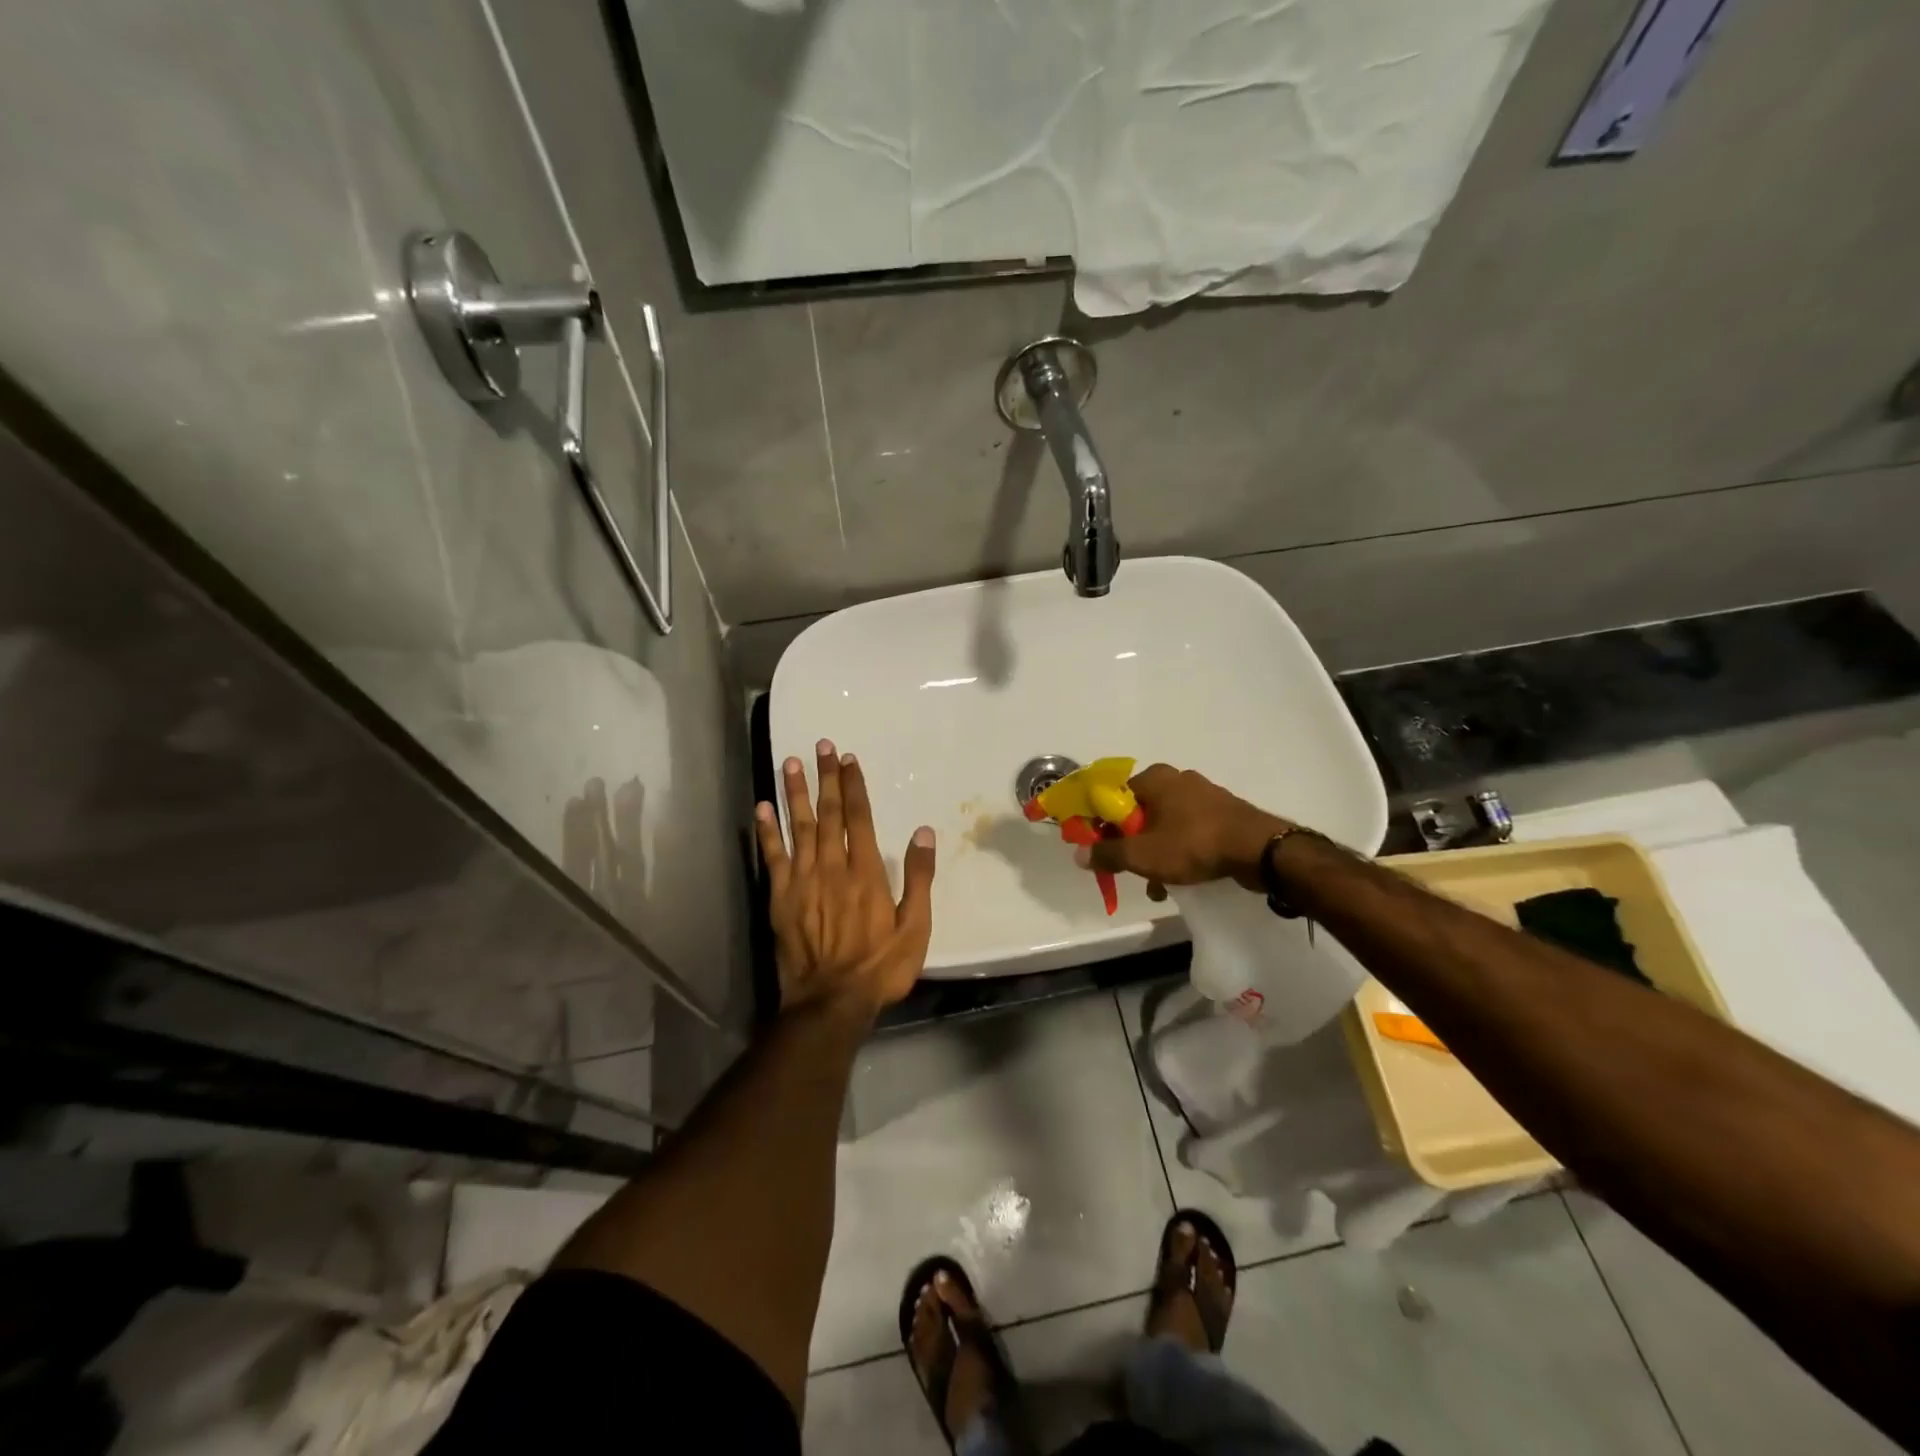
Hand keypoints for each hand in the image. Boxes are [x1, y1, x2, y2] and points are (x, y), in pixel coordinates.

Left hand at [756, 739, 935, 1020]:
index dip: (853, 786)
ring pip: (798, 827)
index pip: (859, 817)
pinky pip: (772, 857)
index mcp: (865, 872)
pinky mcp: (780, 898)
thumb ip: (919, 878)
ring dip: (795, 794)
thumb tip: (923, 833)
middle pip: (828, 814)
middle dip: (825, 778)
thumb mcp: (915, 927)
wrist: (831, 1001)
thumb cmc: (880, 967)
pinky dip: (767, 832)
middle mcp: (831, 867)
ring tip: (790, 763)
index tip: (848, 759)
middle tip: (820, 746)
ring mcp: (802, 881)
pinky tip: (761, 808)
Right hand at [1082, 764, 1292, 892]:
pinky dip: (1179, 852)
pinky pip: (1189, 831)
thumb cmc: (1193, 844)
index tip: (1101, 851)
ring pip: (1165, 825)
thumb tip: (1079, 854)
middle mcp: (1177, 779)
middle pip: (1139, 813)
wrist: (1259, 850)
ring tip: (1158, 886)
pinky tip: (1181, 879)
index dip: (1102, 825)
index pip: (1113, 797)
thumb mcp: (1142, 855)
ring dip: (1156, 854)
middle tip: (1130, 871)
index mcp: (1154, 778)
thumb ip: (1107, 854)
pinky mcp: (1222, 813)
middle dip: (1132, 845)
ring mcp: (1203, 795)